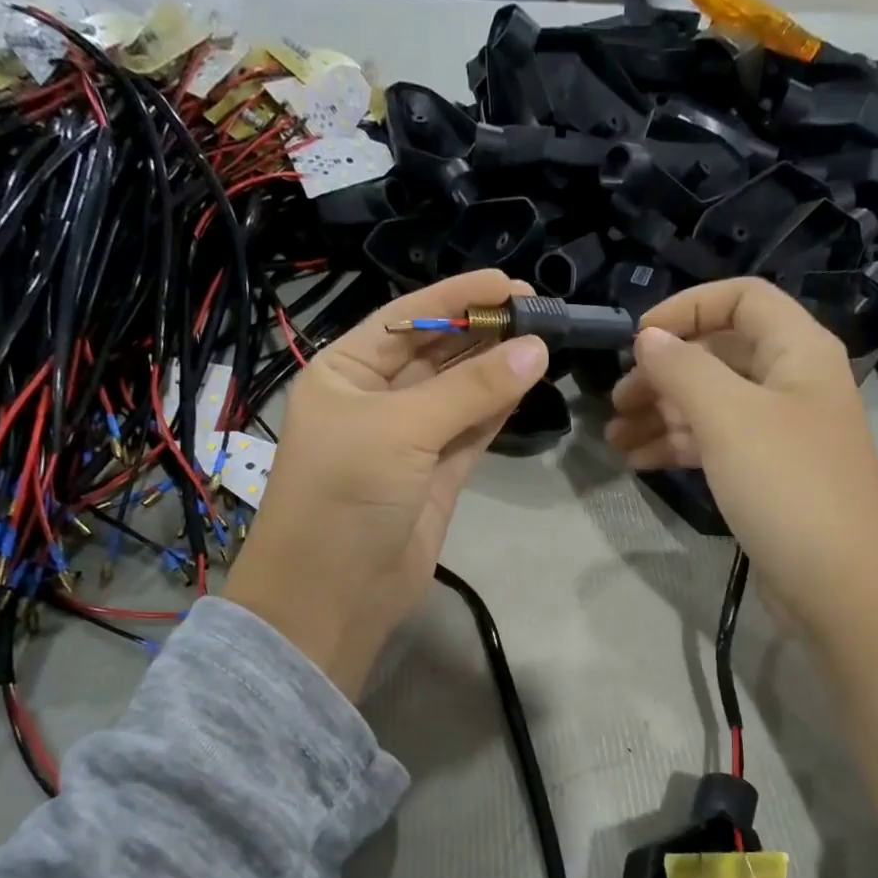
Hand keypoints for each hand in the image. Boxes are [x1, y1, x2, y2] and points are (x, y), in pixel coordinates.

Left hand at [224, 270, 547, 696]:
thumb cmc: (346, 495)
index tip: (510, 284)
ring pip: (458, 393)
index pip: (405, 320)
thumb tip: (537, 350)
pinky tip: (527, 382)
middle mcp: (374, 400)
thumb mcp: (401, 430)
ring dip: (496, 369)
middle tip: (539, 313)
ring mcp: (408, 440)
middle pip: (436, 354)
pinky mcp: (436, 476)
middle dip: (482, 332)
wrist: (335, 594)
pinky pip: (471, 431)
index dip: (456, 298)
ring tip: (542, 341)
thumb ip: (470, 390)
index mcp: (344, 373)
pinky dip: (497, 409)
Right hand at [604, 278, 877, 643]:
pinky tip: (638, 462)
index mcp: (797, 351)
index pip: (740, 298)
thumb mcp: (728, 417)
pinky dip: (677, 447)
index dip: (686, 309)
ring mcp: (779, 433)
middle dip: (662, 374)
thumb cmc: (786, 485)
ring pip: (711, 406)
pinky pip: (716, 445)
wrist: (836, 582)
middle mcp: (791, 382)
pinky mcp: (766, 475)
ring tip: (613, 439)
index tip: (636, 340)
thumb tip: (648, 338)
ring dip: (661, 416)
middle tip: (615, 403)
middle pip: (718, 356)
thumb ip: (683, 369)